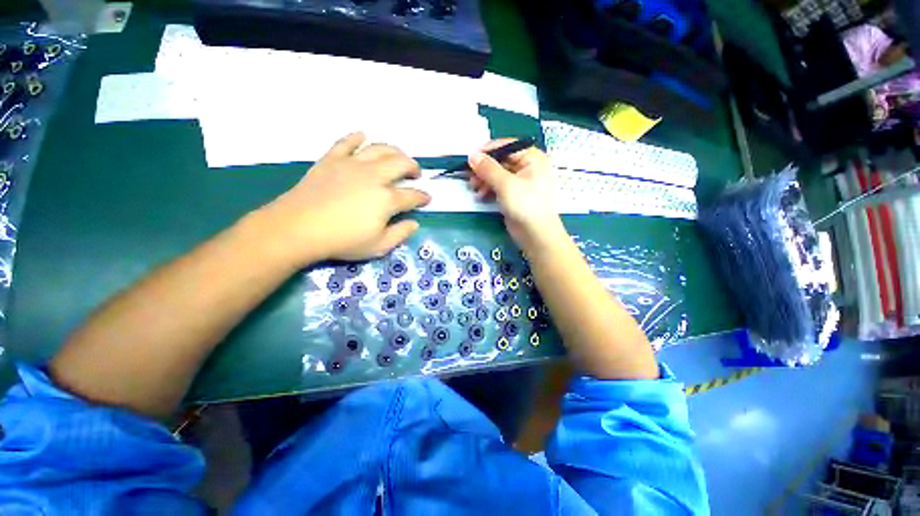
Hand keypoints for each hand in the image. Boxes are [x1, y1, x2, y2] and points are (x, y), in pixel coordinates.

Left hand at [258, 132, 429, 264]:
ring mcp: (352, 164)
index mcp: (387, 199)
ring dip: (394, 150)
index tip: (427, 198)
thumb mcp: (378, 246)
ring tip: (398, 156)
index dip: (423, 197)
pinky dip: (356, 137)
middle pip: (401, 163)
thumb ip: (400, 234)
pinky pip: (346, 142)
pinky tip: (363, 137)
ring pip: (379, 148)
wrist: (299, 228)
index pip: (412, 195)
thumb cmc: (342, 241)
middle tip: (416, 173)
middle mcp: (374, 176)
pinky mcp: (332, 159)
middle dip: (413, 167)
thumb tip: (414, 223)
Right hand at [467, 139, 566, 250]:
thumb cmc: (526, 205)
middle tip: (470, 177)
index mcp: (532, 158)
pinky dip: (489, 189)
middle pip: (501, 161)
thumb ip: (488, 168)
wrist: (536, 234)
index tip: (470, 158)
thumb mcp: (506, 184)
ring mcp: (521, 182)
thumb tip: (472, 156)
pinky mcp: (514, 195)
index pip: (507, 146)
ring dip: (484, 180)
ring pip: (498, 174)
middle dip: (484, 169)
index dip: (488, 151)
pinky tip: (481, 195)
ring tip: (474, 189)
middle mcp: (528, 167)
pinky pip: (499, 186)